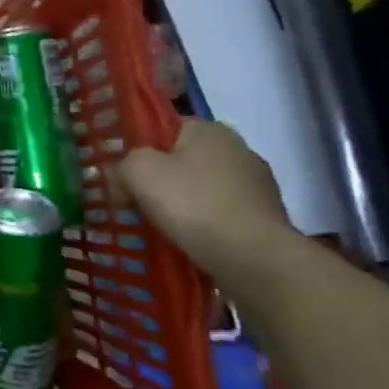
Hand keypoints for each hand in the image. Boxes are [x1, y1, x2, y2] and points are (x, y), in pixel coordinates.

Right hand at [118, 120, 294, 270]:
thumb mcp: (138, 172)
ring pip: (203, 188)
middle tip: (136, 204)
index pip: (163, 130)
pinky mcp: (267, 217)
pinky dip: (205, 224)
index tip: (124, 177)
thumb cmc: (193, 204)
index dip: (139, 150)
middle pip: (183, 160)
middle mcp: (238, 149)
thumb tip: (122, 181)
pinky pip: (222, 213)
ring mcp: (258, 184)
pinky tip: (191, 241)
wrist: (255, 259)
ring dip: (184, 204)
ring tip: (162, 228)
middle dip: (161, 180)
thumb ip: (122, 166)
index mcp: (209, 129)